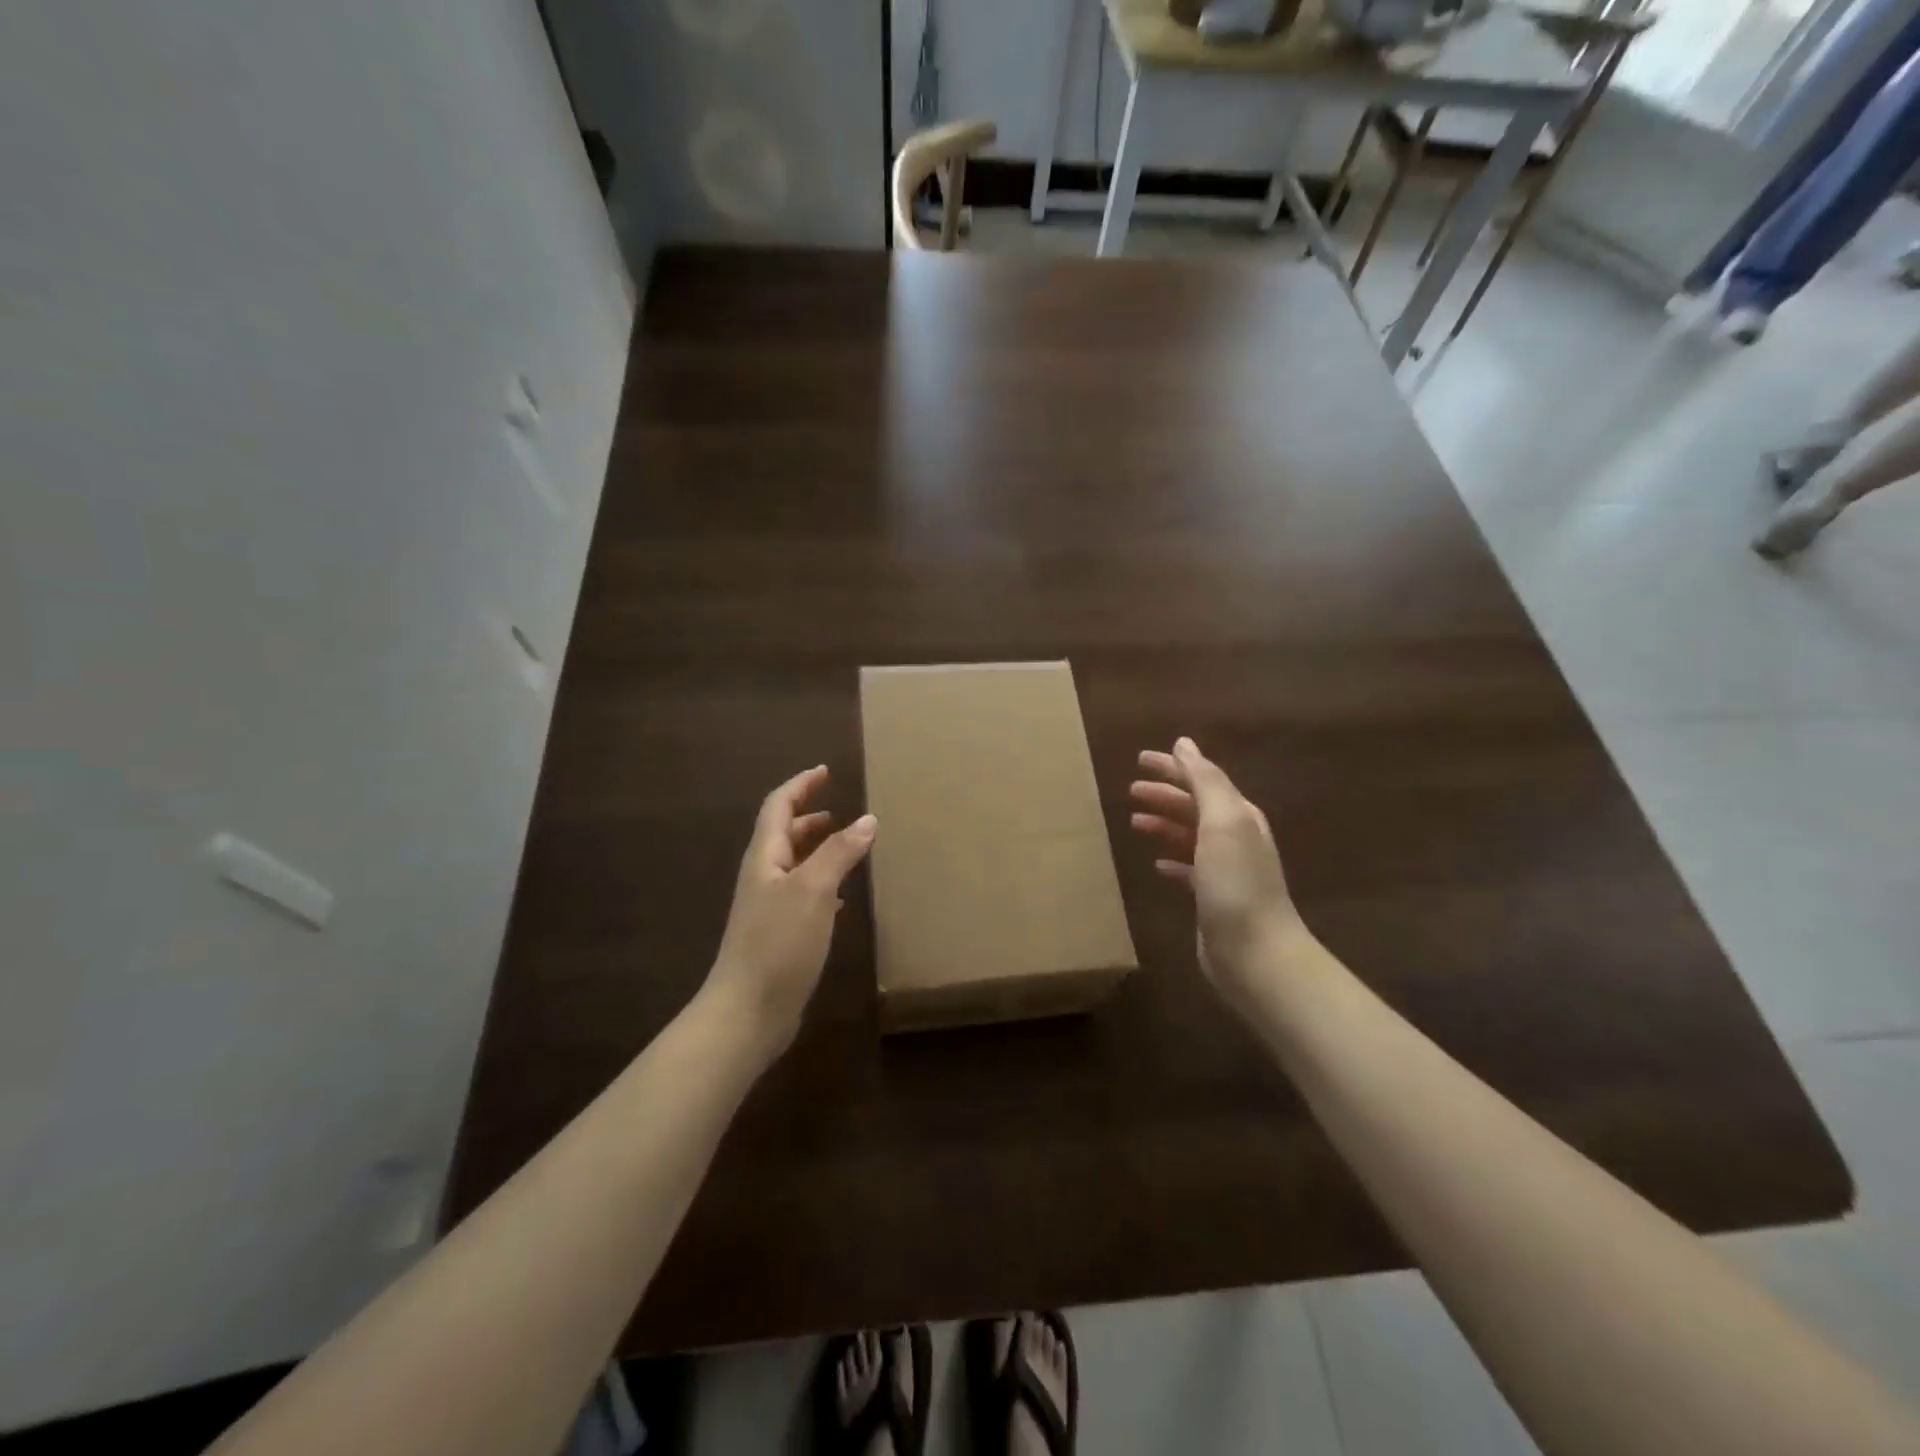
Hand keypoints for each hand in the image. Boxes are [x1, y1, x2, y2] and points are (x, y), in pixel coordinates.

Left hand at [704, 766, 876, 1057]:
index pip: (779, 807)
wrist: (747, 1012)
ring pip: (794, 865)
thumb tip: (868, 819)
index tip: (825, 771)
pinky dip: (822, 883)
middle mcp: (763, 877)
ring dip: (817, 850)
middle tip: (839, 811)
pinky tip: (841, 897)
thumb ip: (839, 852)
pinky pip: (802, 895)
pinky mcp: (779, 934)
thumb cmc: (777, 943)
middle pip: (783, 835)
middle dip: (809, 817)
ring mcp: (769, 907)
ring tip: (847, 846)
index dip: (800, 786)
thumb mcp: (813, 891)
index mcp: (765, 858)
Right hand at [1130, 737, 1305, 1006]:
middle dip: (1164, 795)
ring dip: (1164, 824)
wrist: (1254, 953)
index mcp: (1239, 815)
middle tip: (1131, 790)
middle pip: (1194, 806)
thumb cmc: (1236, 882)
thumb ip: (1205, 781)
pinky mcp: (1212, 898)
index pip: (1202, 780)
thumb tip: (1184, 743)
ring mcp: (1224, 869)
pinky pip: (1188, 869)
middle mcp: (1235, 838)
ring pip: (1189, 836)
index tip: (1139, 760)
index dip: (1172, 768)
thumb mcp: (1223, 822)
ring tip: (1135, 821)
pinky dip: (1172, 860)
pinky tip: (1156, 863)